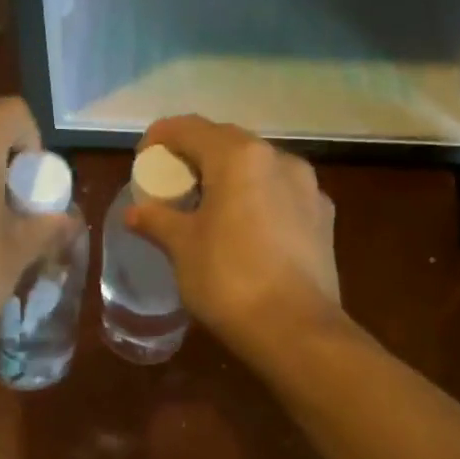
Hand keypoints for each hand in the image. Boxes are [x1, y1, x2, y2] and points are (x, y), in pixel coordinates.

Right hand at [125, 115, 342, 359]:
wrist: (296, 330)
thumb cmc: (229, 279)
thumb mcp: (182, 247)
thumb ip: (157, 220)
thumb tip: (135, 212)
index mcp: (239, 156)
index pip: (189, 128)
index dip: (159, 138)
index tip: (142, 162)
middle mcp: (279, 158)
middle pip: (226, 141)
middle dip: (194, 155)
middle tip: (171, 184)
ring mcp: (308, 187)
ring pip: (258, 166)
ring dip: (228, 175)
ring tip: (207, 206)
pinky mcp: (324, 217)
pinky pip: (280, 193)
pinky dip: (256, 197)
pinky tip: (245, 228)